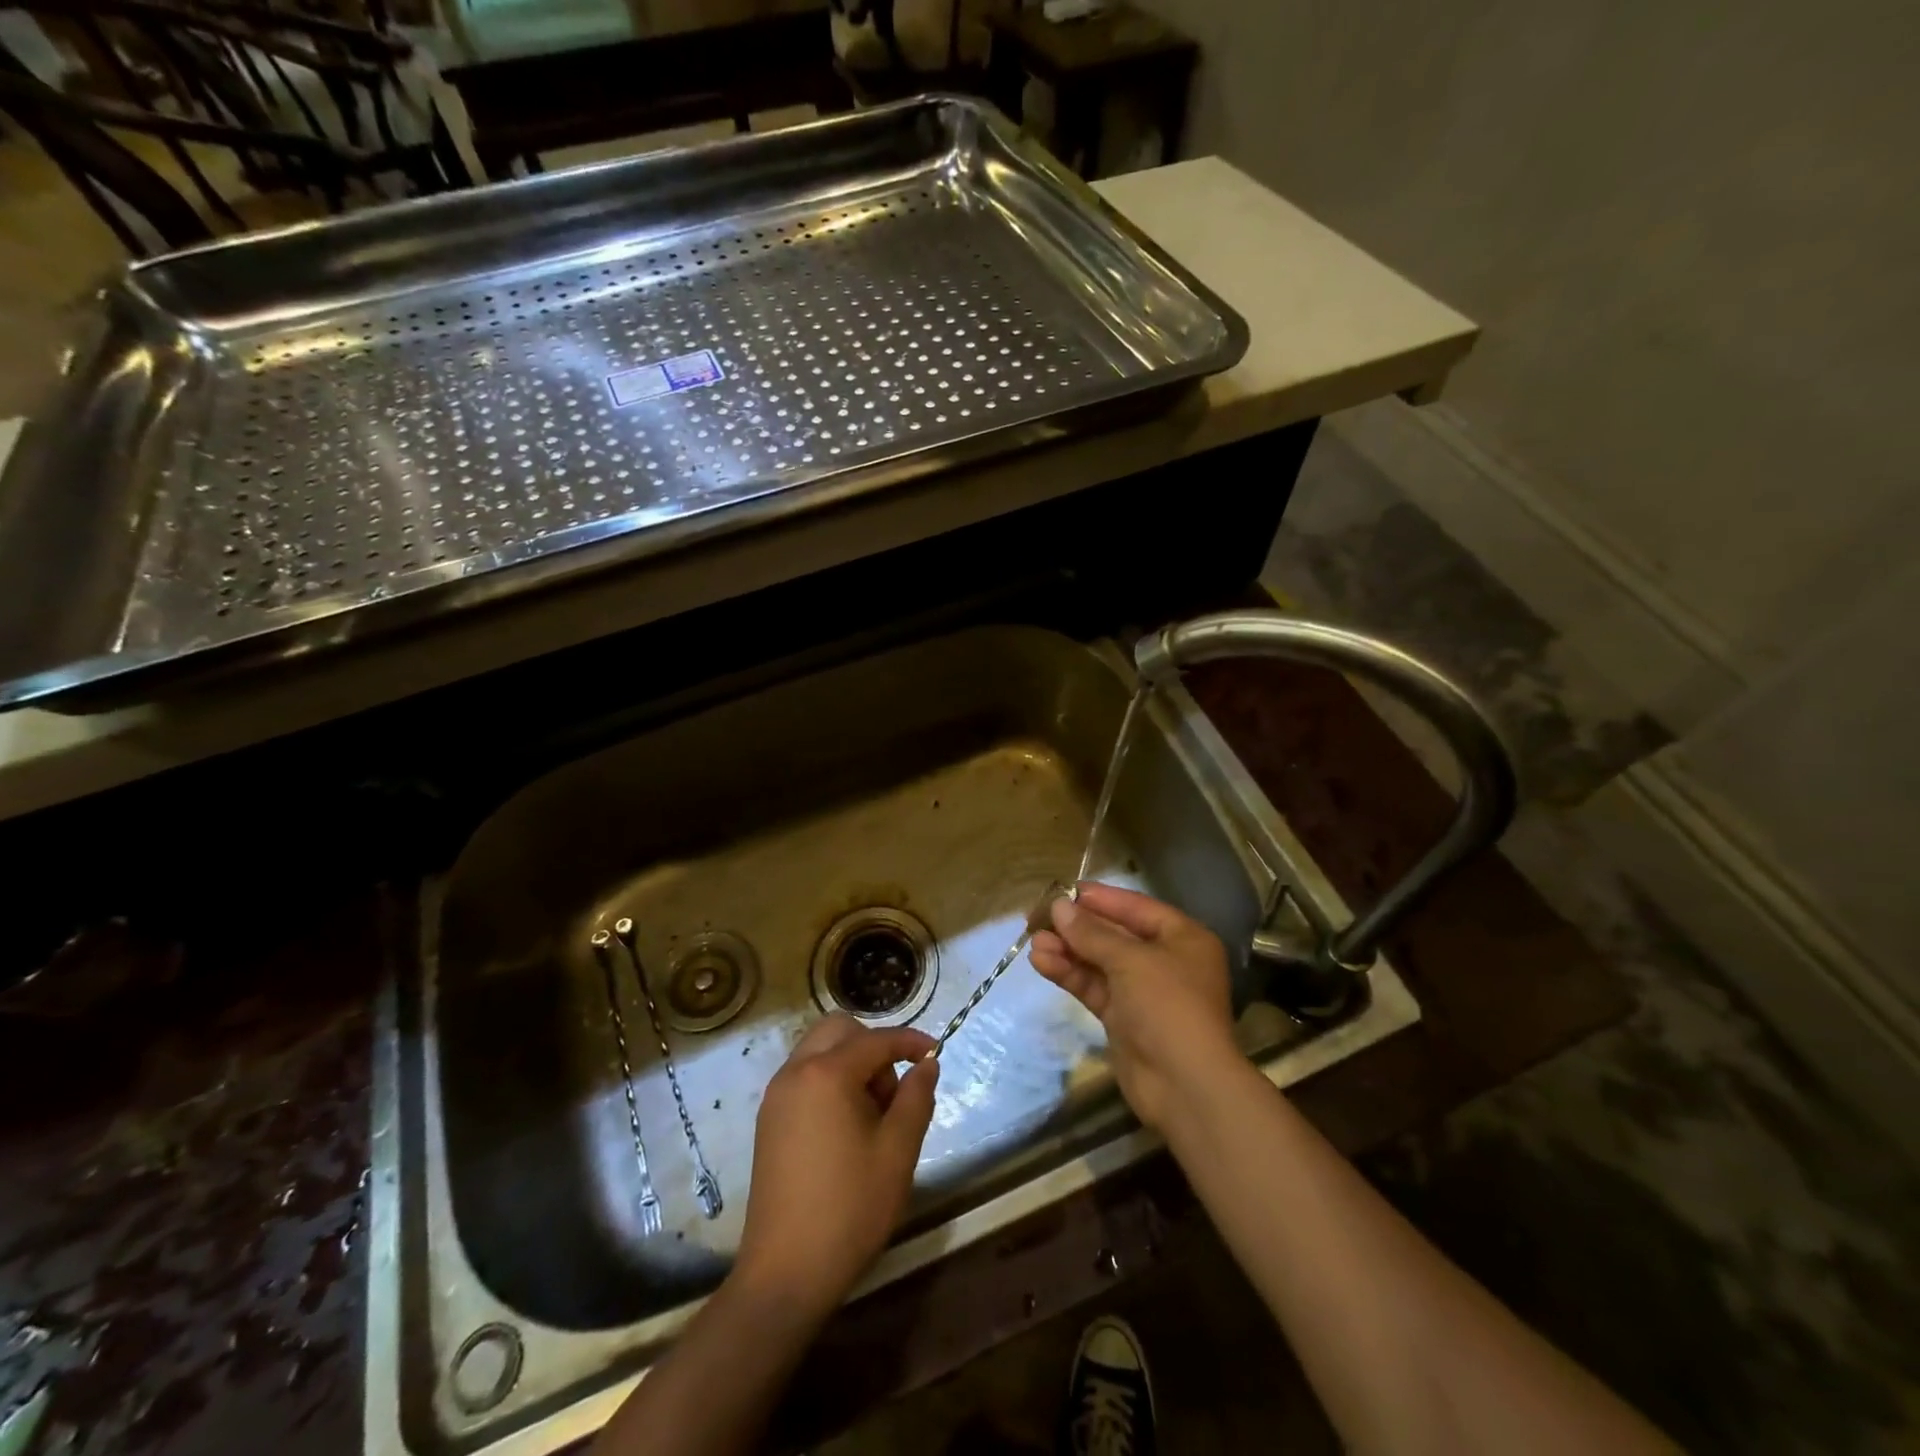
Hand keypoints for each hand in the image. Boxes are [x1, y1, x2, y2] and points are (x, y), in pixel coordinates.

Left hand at [733, 1014, 939, 1317]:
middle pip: (839, 1031)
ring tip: (873, 1114)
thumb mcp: (898, 1152)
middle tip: (893, 1092)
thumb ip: (916, 1098)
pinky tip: (847, 1127)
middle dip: (873, 1046)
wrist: (785, 1273)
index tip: (935, 1052)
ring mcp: (776, 1097)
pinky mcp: (769, 1121)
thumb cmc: (850, 1208)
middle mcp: (795, 1073)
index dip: (909, 1042)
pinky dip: (830, 1081)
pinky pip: (804, 1077)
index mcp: (826, 1074)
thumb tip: (925, 1065)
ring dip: (851, 1063)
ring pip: (819, 1051)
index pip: (876, 1040)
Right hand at [1030, 882, 1237, 1130]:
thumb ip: (1092, 933)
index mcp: (1183, 938)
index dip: (1100, 898)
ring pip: (1099, 961)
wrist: (1185, 1086)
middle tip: (1037, 916)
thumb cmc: (1168, 1006)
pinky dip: (1069, 974)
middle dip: (1077, 926)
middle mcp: (1164, 960)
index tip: (1063, 891)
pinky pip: (1093, 986)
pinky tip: (1041, 962)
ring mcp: (1142, 991)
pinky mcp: (1123, 1018)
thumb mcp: (1131, 961)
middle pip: (1114, 934)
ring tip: (1032, 940)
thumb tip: (1058, 907)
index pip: (1136, 907)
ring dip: (1067, 950)